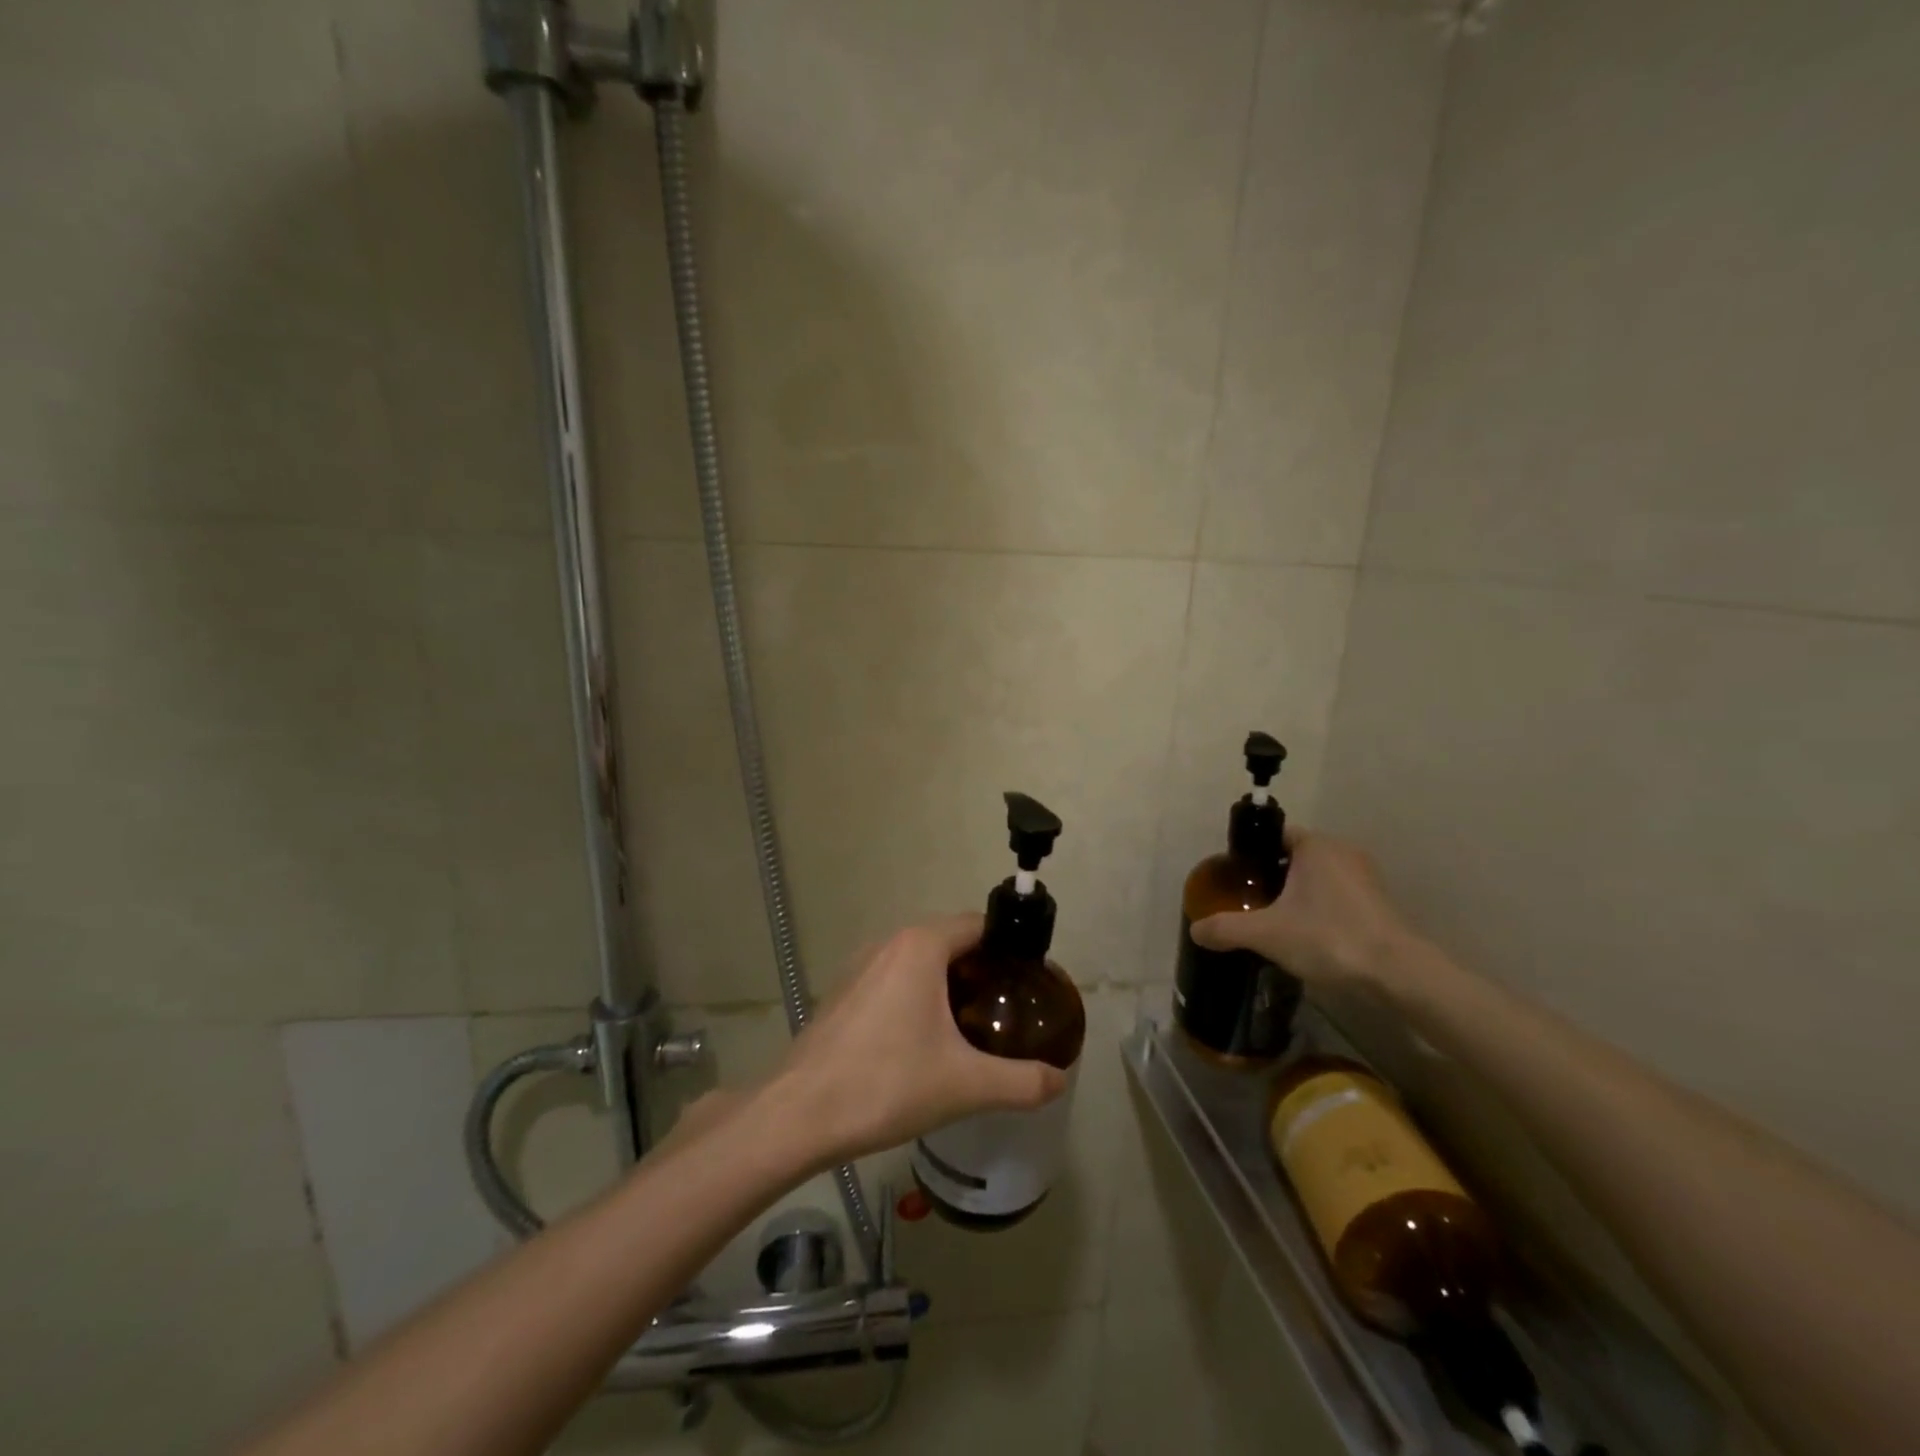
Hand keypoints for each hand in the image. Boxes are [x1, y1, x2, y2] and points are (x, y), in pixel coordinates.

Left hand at [766, 914, 1068, 1166]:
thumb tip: (1060, 1080)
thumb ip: (1022, 1081)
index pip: (979, 925)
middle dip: (982, 970)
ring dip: (948, 984)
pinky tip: (924, 1041)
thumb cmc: (886, 1084)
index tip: (1029, 983)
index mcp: (920, 945)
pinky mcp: (843, 992)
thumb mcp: (965, 1085)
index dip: (1010, 950)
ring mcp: (860, 966)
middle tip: (1008, 1011)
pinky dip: (917, 996)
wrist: (798, 1114)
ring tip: (973, 1027)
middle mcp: (889, 942)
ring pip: (919, 961)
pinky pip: (893, 979)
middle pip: (950, 941)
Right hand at [1191, 827, 1417, 993]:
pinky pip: (1337, 896)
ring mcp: (1365, 878)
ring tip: (1274, 920)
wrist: (1397, 974)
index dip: (1252, 852)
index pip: (1275, 834)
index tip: (1236, 876)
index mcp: (1316, 846)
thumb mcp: (1266, 933)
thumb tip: (1195, 930)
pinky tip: (1306, 935)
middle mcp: (1342, 852)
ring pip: (1318, 877)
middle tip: (1249, 900)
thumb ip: (1226, 928)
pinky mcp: (1379, 904)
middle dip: (1272, 875)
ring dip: (1297, 894)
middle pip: (1295, 856)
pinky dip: (1320, 908)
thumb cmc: (1328, 937)